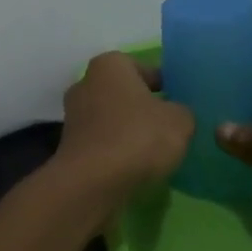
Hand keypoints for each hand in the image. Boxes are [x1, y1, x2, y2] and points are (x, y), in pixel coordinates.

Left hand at [58, 53, 194, 196]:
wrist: (92, 184)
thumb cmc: (138, 138)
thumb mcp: (180, 121)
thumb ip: (182, 111)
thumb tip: (176, 114)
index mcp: (110, 65)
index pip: (144, 68)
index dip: (165, 84)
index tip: (180, 102)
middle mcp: (86, 84)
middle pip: (124, 93)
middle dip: (144, 108)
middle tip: (169, 126)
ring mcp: (73, 117)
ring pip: (112, 119)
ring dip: (130, 131)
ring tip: (155, 151)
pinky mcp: (69, 147)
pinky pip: (102, 143)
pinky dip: (117, 151)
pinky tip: (135, 167)